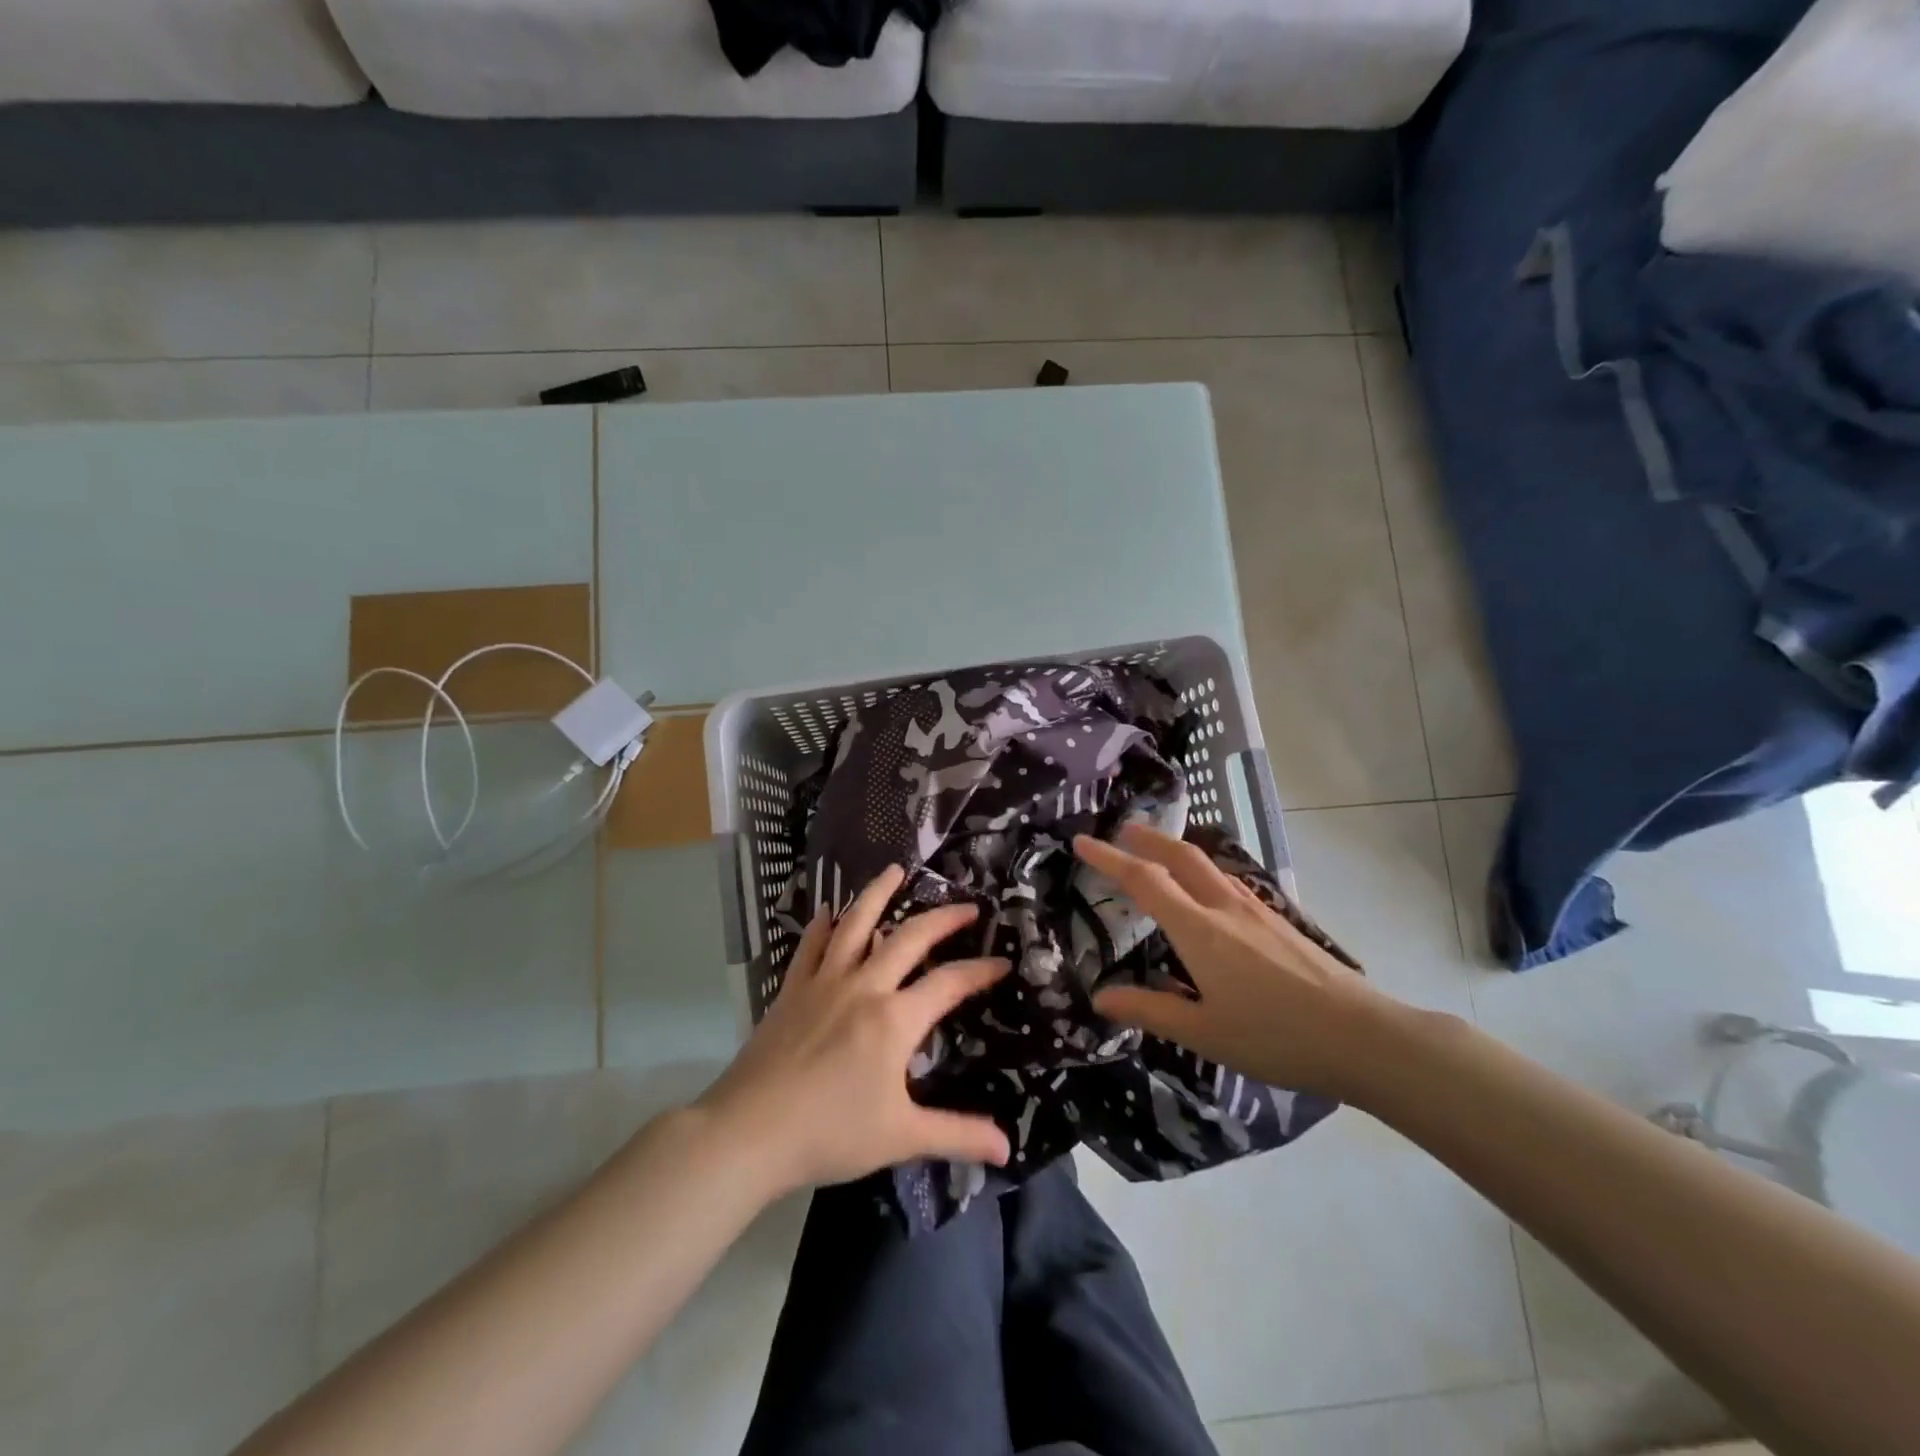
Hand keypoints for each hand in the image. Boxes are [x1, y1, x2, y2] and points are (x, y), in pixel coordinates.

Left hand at [697, 866, 1012, 1195]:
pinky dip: (820, 925)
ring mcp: (824, 982)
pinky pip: (809, 946)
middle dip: (942, 918)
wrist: (749, 1132)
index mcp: (895, 1019)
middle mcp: (864, 986)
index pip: (949, 983)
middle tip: (967, 905)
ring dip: (877, 894)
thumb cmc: (831, 1134)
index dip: (980, 970)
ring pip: (855, 925)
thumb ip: (957, 1135)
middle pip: (909, 938)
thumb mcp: (901, 1137)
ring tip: (895, 870)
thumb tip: (1007, 1148)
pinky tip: (826, 909)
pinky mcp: (792, 990)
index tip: (1002, 961)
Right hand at [1073, 824, 1390, 1100]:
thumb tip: (1101, 998)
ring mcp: (1256, 910)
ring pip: (1208, 865)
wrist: (1363, 1035)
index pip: (1144, 880)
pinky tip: (1209, 892)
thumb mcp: (1204, 1032)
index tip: (1082, 841)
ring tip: (1159, 852)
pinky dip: (1203, 871)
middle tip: (1122, 829)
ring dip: (1177, 850)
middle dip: (1147, 838)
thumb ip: (1150, 1010)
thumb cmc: (1275, 1036)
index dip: (1109, 858)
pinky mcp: (1279, 921)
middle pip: (1180, 856)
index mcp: (1199, 929)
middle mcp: (1224, 906)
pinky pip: (1228, 880)